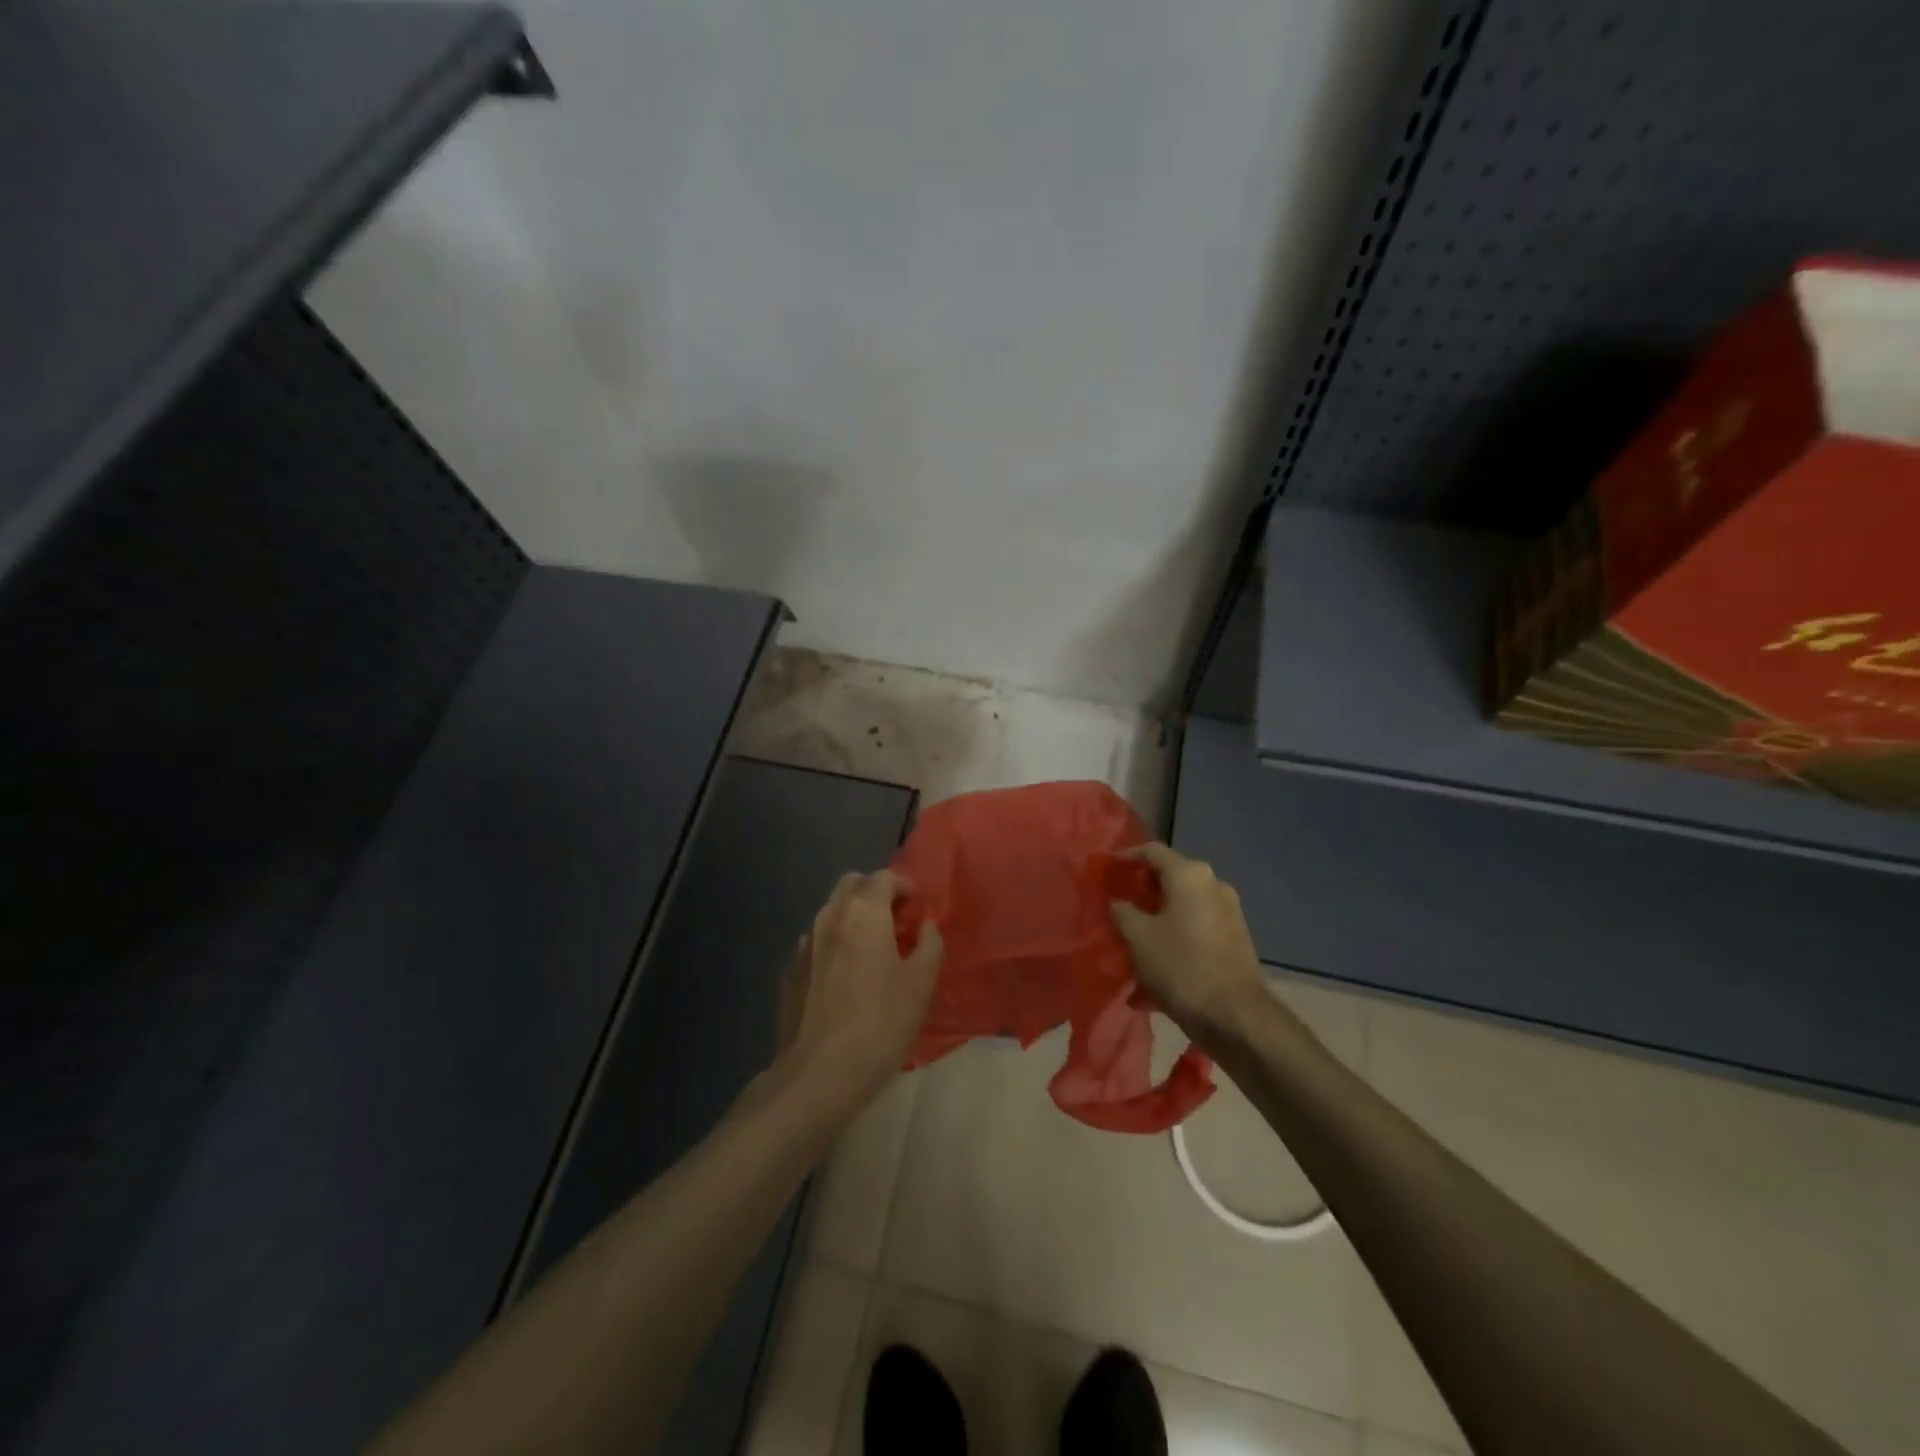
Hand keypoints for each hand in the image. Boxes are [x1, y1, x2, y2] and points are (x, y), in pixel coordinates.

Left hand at [778, 870, 942, 1105]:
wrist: (821, 1071)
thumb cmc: (881, 1022)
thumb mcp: (921, 983)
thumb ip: (929, 945)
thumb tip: (926, 926)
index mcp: (864, 913)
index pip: (883, 877)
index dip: (905, 886)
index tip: (918, 908)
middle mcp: (830, 917)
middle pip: (851, 884)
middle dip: (875, 893)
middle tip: (896, 919)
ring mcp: (805, 943)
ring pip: (831, 911)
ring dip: (853, 917)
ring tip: (873, 947)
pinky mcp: (791, 971)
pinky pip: (816, 941)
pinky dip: (835, 943)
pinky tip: (846, 974)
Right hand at [1110, 842, 1267, 1041]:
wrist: (1235, 1016)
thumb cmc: (1180, 966)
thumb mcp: (1138, 937)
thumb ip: (1122, 911)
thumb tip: (1118, 901)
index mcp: (1189, 875)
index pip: (1152, 851)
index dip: (1126, 857)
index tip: (1107, 870)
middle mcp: (1213, 884)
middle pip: (1170, 877)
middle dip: (1142, 891)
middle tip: (1118, 906)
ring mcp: (1229, 912)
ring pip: (1183, 906)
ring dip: (1158, 918)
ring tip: (1135, 940)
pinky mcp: (1235, 938)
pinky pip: (1196, 928)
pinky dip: (1175, 937)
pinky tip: (1157, 965)